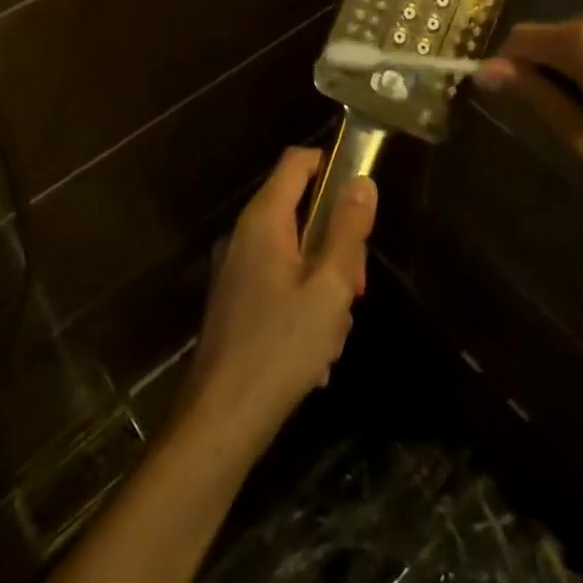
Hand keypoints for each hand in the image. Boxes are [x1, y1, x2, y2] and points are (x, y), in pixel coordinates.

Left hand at [178, 147, 376, 449]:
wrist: (220, 421)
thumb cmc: (280, 347)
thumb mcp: (330, 287)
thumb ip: (348, 231)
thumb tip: (362, 182)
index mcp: (264, 219)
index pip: (297, 161)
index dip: (332, 166)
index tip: (360, 203)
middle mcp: (245, 234)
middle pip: (301, 210)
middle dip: (336, 244)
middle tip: (356, 288)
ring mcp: (236, 268)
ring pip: (295, 253)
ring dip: (323, 284)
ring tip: (333, 332)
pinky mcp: (235, 300)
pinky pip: (280, 282)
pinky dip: (302, 305)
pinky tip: (314, 353)